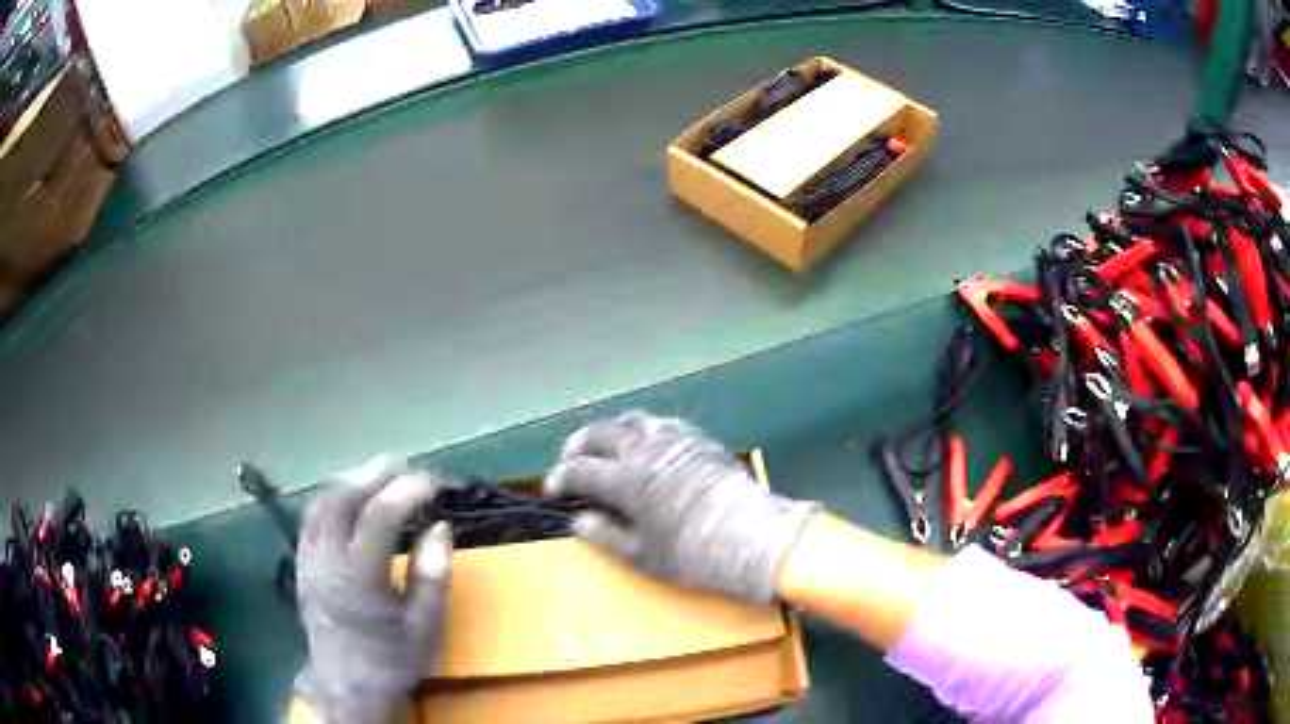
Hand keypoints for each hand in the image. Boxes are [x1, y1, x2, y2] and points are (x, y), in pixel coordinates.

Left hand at [295, 458, 451, 723]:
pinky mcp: (301, 562)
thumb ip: (433, 576)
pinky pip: (311, 517)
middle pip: (342, 498)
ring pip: (321, 502)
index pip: (379, 516)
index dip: (407, 490)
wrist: (347, 684)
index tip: (433, 481)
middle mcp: (326, 559)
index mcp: (358, 576)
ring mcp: (308, 558)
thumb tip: (440, 527)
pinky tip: (350, 500)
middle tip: (404, 466)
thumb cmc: (391, 659)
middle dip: (374, 475)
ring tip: (379, 476)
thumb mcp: (425, 627)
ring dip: (350, 482)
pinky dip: (333, 498)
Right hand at [544, 412, 816, 602]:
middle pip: (599, 434)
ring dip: (608, 431)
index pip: (580, 470)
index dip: (561, 479)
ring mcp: (672, 438)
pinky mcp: (696, 438)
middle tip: (570, 462)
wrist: (752, 537)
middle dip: (578, 446)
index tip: (554, 489)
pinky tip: (643, 442)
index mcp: (626, 480)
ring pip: (629, 420)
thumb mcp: (642, 555)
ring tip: (602, 446)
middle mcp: (644, 450)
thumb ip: (605, 534)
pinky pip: (659, 422)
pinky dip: (640, 429)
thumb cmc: (693, 554)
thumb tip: (580, 520)